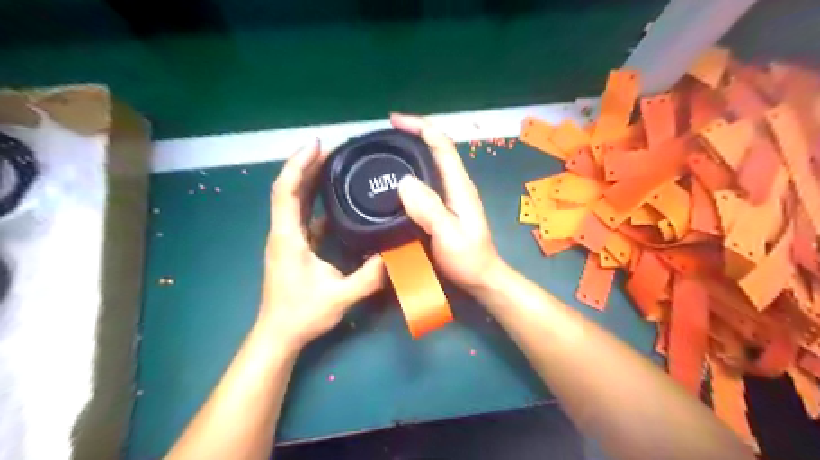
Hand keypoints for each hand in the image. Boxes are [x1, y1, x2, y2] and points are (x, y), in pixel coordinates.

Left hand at [258, 138, 384, 347]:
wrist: (279, 334)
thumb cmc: (302, 314)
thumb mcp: (341, 296)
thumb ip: (369, 276)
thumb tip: (393, 254)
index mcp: (288, 237)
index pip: (286, 191)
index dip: (298, 164)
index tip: (316, 145)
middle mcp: (283, 232)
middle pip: (289, 189)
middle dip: (306, 165)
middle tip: (332, 149)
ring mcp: (287, 239)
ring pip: (294, 201)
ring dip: (309, 180)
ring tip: (333, 165)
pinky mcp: (293, 246)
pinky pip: (303, 216)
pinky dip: (314, 201)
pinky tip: (333, 199)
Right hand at [394, 114, 503, 294]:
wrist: (481, 278)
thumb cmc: (468, 259)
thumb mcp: (449, 236)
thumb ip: (430, 210)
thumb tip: (404, 182)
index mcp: (459, 186)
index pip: (441, 144)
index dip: (420, 127)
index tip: (394, 121)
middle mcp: (456, 185)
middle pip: (436, 149)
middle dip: (412, 135)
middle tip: (384, 137)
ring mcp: (451, 195)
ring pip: (431, 164)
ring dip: (411, 152)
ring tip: (386, 153)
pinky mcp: (445, 207)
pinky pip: (426, 181)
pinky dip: (411, 173)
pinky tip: (396, 182)